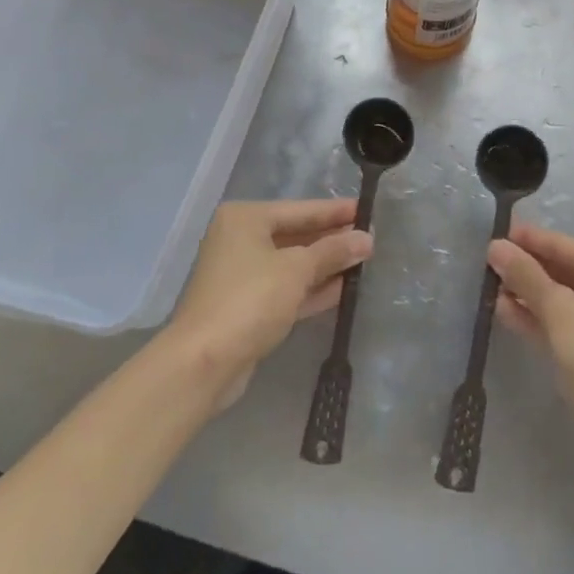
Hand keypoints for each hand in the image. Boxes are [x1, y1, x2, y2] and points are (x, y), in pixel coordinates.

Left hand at [167, 199, 370, 411]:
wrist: (203, 363)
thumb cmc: (250, 299)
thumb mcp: (297, 269)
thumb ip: (333, 251)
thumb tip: (366, 239)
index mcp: (245, 219)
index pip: (300, 209)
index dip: (335, 211)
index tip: (366, 209)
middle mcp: (240, 240)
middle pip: (296, 235)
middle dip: (332, 240)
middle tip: (369, 238)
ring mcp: (242, 276)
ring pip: (292, 264)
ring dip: (325, 265)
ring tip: (364, 262)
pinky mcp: (247, 307)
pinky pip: (287, 289)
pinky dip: (312, 288)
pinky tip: (343, 288)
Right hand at [488, 223, 573, 482]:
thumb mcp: (557, 308)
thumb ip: (525, 275)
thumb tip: (495, 246)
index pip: (561, 244)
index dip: (526, 239)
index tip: (492, 234)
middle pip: (560, 269)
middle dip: (524, 268)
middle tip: (484, 263)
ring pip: (558, 298)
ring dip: (525, 293)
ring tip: (487, 287)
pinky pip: (559, 323)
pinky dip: (535, 317)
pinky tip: (503, 312)